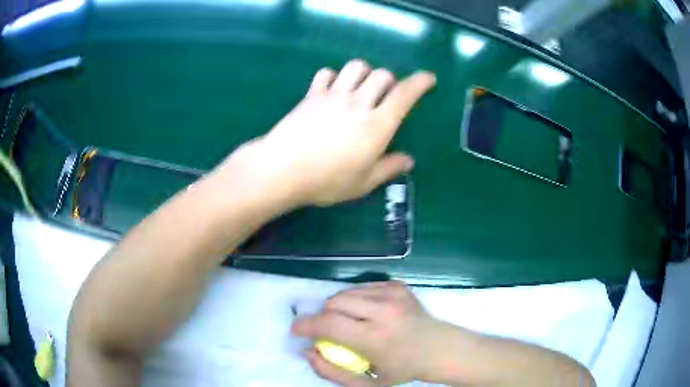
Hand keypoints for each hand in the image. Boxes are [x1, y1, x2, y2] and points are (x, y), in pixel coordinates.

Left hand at [215, 60, 435, 207]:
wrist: (282, 170)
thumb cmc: (326, 181)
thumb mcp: (363, 183)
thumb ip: (388, 168)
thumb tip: (408, 161)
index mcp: (377, 125)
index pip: (404, 94)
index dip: (420, 83)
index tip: (429, 78)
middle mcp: (358, 103)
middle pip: (382, 75)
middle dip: (391, 80)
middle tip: (387, 95)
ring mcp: (333, 95)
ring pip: (356, 67)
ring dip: (365, 72)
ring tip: (361, 88)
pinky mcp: (312, 95)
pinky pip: (327, 73)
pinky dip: (335, 77)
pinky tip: (333, 89)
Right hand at [291, 281, 460, 385]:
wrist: (439, 348)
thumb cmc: (402, 369)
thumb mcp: (366, 383)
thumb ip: (331, 371)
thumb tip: (307, 351)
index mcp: (375, 338)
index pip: (328, 324)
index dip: (305, 325)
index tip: (297, 330)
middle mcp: (384, 311)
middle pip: (333, 302)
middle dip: (322, 316)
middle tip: (326, 330)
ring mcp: (393, 294)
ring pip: (345, 292)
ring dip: (338, 307)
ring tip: (348, 322)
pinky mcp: (398, 286)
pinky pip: (362, 287)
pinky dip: (355, 299)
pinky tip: (366, 313)